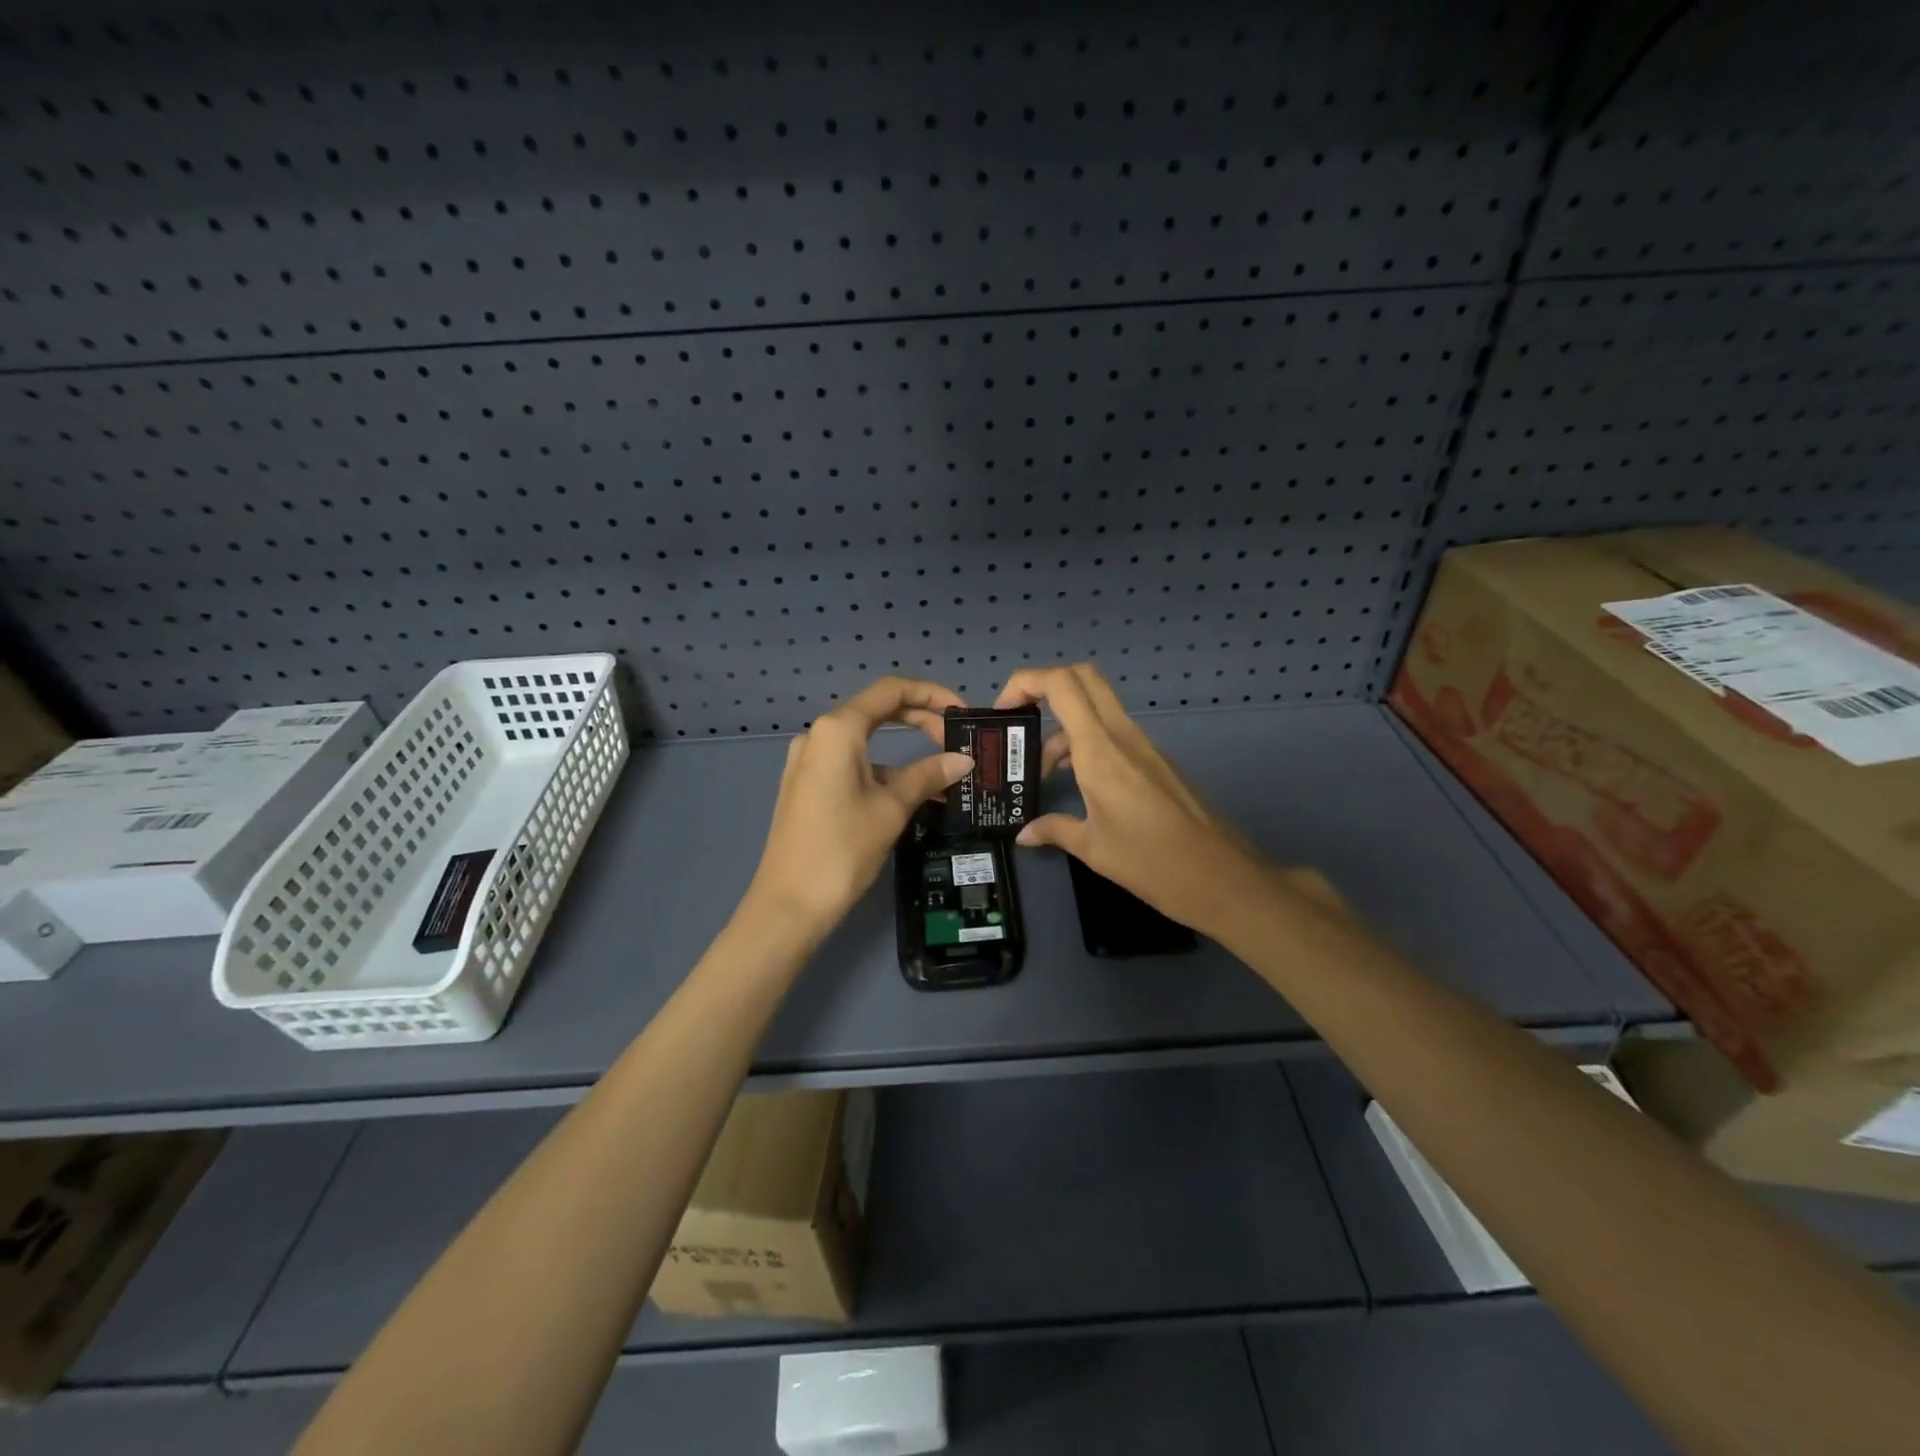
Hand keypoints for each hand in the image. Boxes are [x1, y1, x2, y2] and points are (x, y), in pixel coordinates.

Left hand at [747, 677, 973, 937]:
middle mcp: (819, 736)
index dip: (930, 694)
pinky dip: (882, 771)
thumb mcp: (891, 808)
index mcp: (837, 730)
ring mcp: (809, 761)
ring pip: (865, 742)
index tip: (961, 712)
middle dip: (920, 720)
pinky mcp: (807, 786)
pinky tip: (909, 795)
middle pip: (877, 711)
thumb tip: (963, 760)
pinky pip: (851, 764)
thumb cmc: (842, 849)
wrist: (789, 904)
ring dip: (904, 752)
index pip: (890, 691)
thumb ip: (927, 775)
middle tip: (956, 742)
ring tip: (941, 776)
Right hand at [994, 664, 1294, 939]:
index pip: (1061, 684)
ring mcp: (1143, 745)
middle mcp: (1122, 736)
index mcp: (1100, 750)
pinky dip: (1085, 743)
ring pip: (1096, 708)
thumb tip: (1024, 834)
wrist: (1224, 878)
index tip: (1003, 712)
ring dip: (1063, 727)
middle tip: (1019, 720)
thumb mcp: (1094, 849)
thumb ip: (1054, 830)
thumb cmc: (1153, 864)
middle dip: (1043, 686)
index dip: (1025, 682)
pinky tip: (1076, 784)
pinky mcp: (1156, 761)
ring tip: (1041, 772)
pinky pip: (1112, 733)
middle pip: (1082, 678)